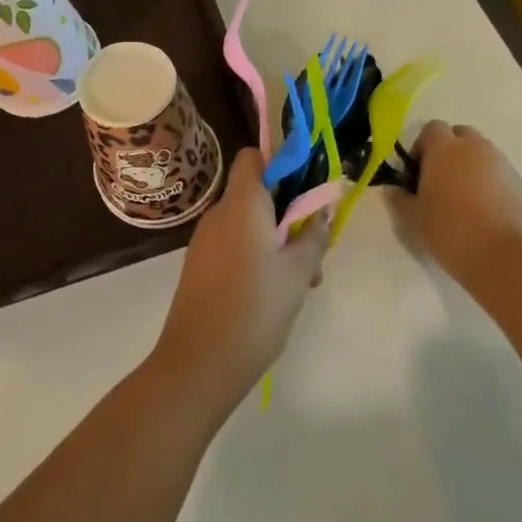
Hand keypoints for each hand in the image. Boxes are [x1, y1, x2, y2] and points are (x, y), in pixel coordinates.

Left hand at [151, 150, 329, 406]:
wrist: (198, 364)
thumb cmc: (255, 309)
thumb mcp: (298, 272)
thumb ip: (314, 236)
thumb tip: (323, 211)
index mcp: (241, 205)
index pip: (253, 157)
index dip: (281, 162)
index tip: (307, 187)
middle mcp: (218, 215)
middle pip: (256, 193)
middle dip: (289, 212)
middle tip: (315, 247)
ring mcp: (205, 242)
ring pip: (248, 224)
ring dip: (277, 240)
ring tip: (303, 281)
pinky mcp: (199, 267)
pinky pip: (234, 245)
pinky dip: (257, 256)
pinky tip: (275, 293)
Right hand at [387, 121, 521, 284]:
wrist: (504, 255)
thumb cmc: (449, 231)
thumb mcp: (412, 219)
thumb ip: (399, 199)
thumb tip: (394, 189)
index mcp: (444, 149)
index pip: (432, 128)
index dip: (422, 146)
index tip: (417, 172)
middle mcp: (475, 147)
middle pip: (459, 135)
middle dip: (448, 151)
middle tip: (439, 181)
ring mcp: (501, 163)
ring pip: (480, 152)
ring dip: (469, 166)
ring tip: (462, 198)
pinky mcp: (519, 182)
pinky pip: (497, 171)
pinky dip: (487, 181)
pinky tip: (482, 210)